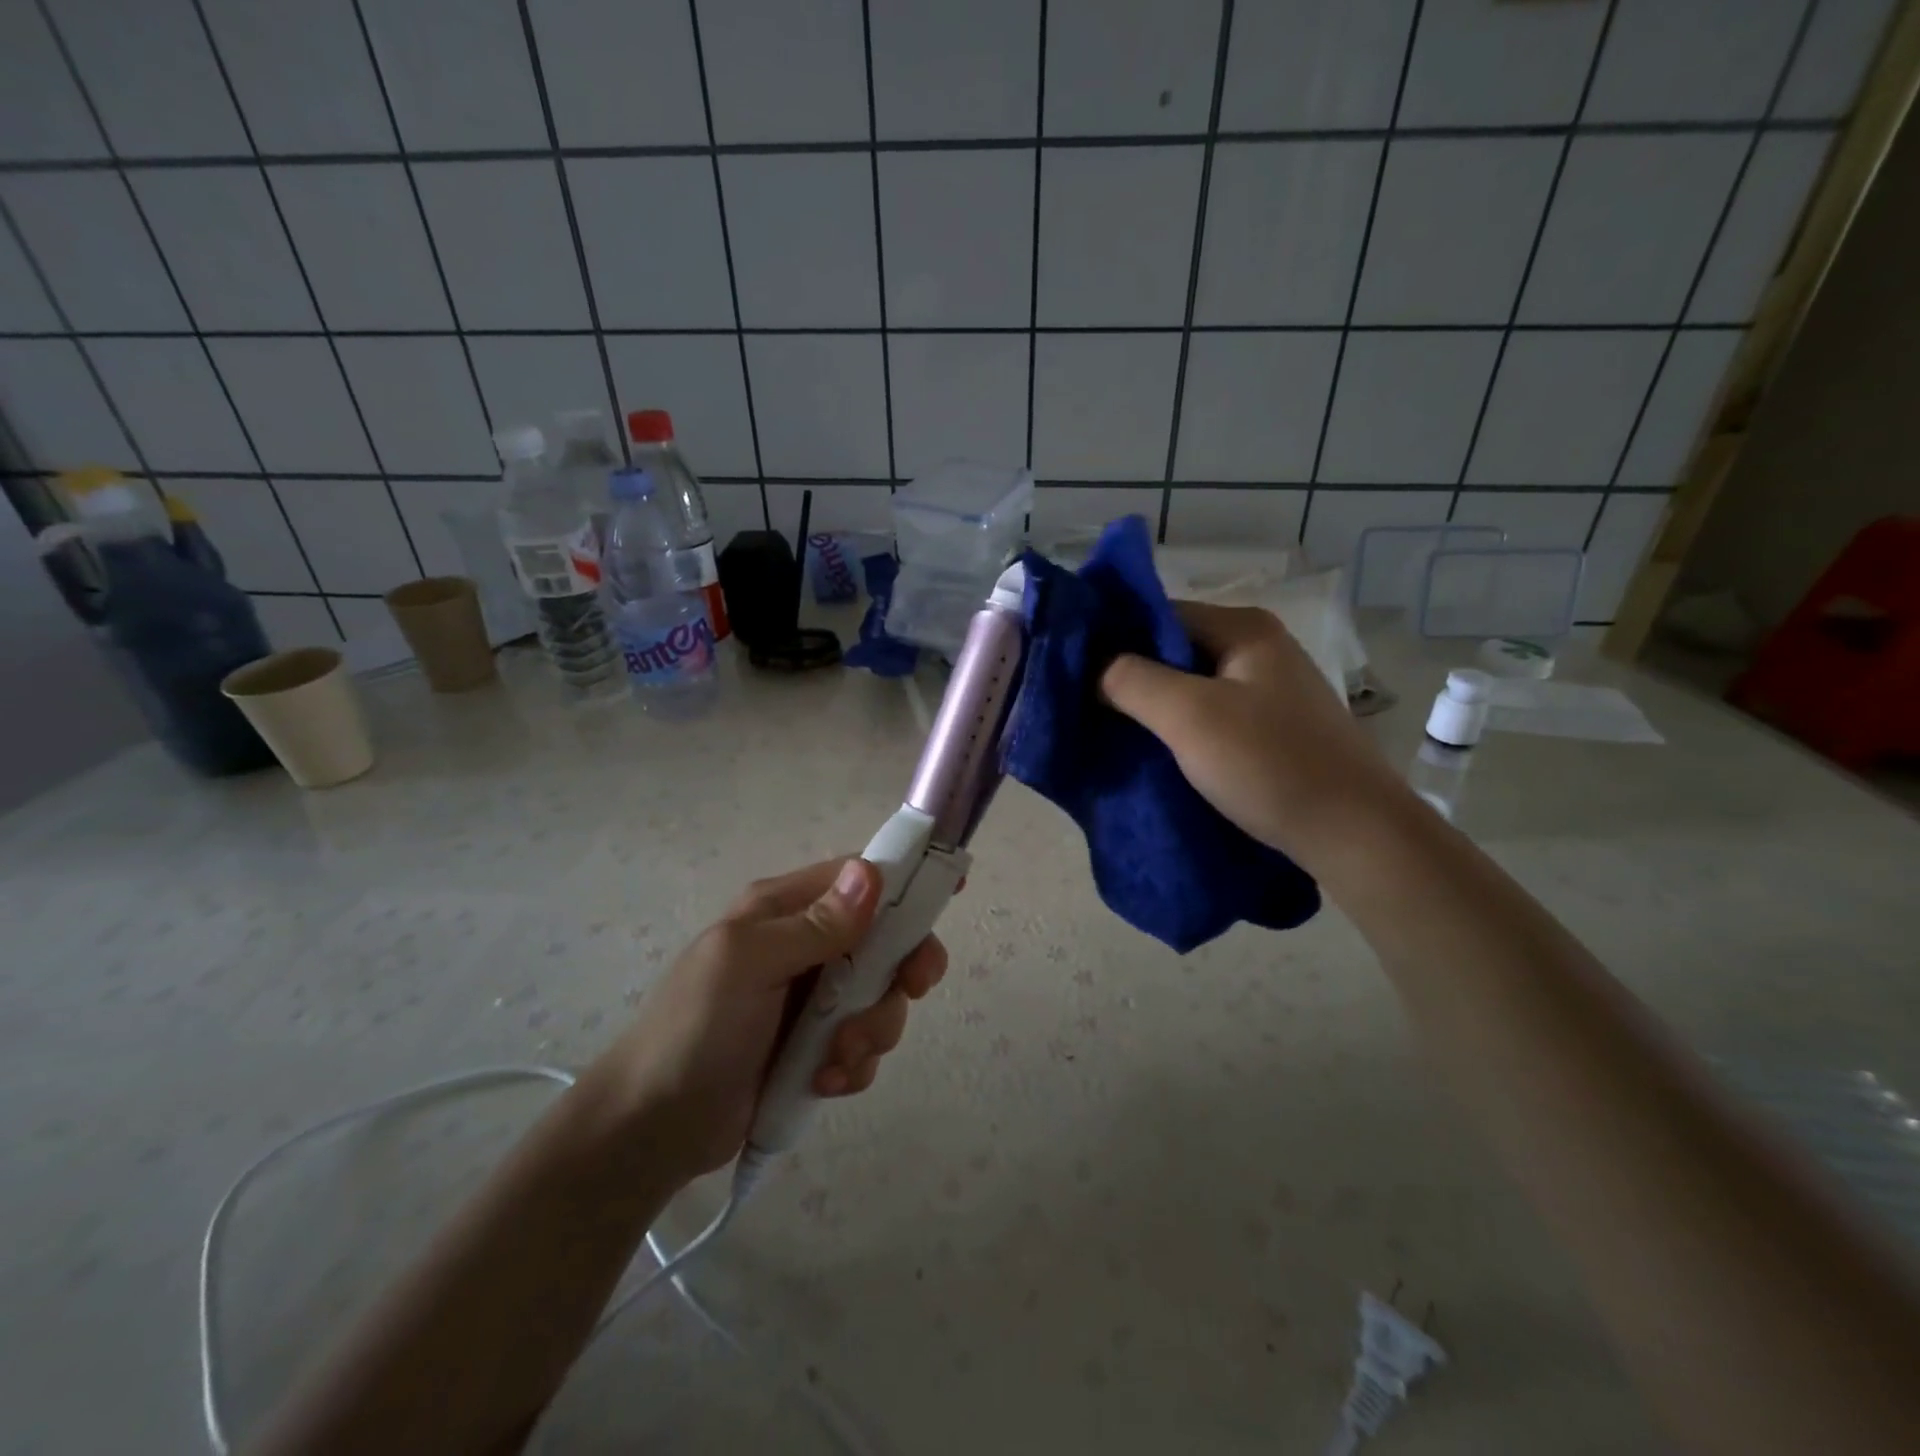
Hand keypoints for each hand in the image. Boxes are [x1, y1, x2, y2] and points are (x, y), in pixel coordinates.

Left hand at [606, 857, 946, 1180]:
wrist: (652, 1130)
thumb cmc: (693, 1030)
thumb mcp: (746, 964)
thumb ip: (812, 924)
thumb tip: (871, 874)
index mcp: (785, 910)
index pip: (859, 878)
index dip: (905, 882)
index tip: (950, 893)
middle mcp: (807, 945)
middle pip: (887, 940)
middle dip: (900, 971)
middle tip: (907, 992)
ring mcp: (815, 999)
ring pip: (882, 997)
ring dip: (871, 1030)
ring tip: (834, 1061)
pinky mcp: (818, 1047)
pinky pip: (865, 1044)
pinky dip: (854, 1065)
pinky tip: (823, 1082)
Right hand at [1101, 600, 1402, 859]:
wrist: (1355, 833)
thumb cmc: (1269, 763)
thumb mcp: (1188, 716)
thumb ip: (1130, 680)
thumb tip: (1092, 666)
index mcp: (1243, 628)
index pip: (1158, 614)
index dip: (1112, 637)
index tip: (1071, 671)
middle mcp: (1259, 648)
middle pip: (1174, 649)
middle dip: (1128, 675)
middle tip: (1083, 705)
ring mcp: (1269, 689)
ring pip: (1190, 685)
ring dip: (1152, 705)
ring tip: (1110, 730)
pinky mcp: (1273, 728)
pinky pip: (1210, 714)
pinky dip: (1179, 727)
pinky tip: (1155, 750)